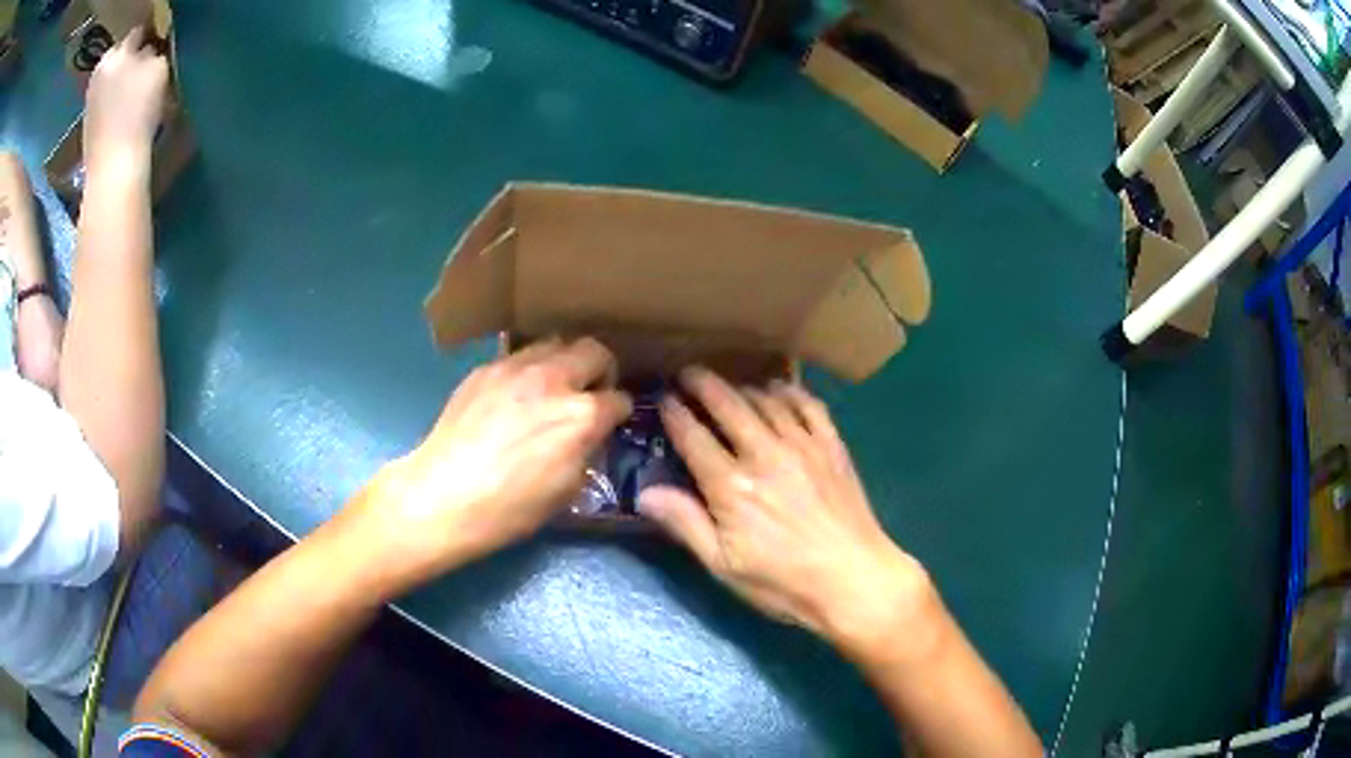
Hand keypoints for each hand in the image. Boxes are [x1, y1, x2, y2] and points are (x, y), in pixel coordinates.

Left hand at [83, 27, 168, 179]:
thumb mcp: (159, 68)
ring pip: (112, 77)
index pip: (139, 31)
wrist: (112, 169)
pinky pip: (104, 101)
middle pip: (121, 55)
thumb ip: (155, 52)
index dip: (151, 36)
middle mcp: (99, 71)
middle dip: (131, 58)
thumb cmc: (138, 112)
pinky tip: (122, 114)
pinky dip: (113, 102)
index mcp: (116, 52)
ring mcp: (90, 100)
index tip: (159, 47)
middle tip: (145, 68)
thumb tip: (151, 51)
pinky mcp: (88, 124)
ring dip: (122, 80)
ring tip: (135, 92)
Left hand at [359, 338, 631, 583]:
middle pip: (594, 350)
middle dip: (601, 370)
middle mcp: (553, 380)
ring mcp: (515, 368)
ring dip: (563, 362)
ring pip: (554, 342)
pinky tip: (514, 396)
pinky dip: (527, 370)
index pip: (619, 399)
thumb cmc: (510, 508)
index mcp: (581, 416)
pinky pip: (518, 356)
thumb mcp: (567, 490)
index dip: (619, 413)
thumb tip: (590, 436)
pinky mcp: (485, 369)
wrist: (444, 496)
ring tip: (551, 387)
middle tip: (589, 392)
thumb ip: (587, 451)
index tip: (612, 422)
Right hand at [639, 368, 931, 656]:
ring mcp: (803, 445)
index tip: (662, 399)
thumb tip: (645, 493)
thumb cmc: (783, 583)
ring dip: (742, 388)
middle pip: (727, 405)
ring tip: (728, 387)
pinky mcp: (832, 446)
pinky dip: (789, 392)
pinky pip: (808, 405)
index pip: (693, 437)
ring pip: (765, 400)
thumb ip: (685, 524)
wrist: (854, 579)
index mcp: (731, 486)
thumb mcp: (724, 565)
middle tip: (688, 374)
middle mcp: (764, 454)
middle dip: (702, 384)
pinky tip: (779, 391)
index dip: (673, 413)